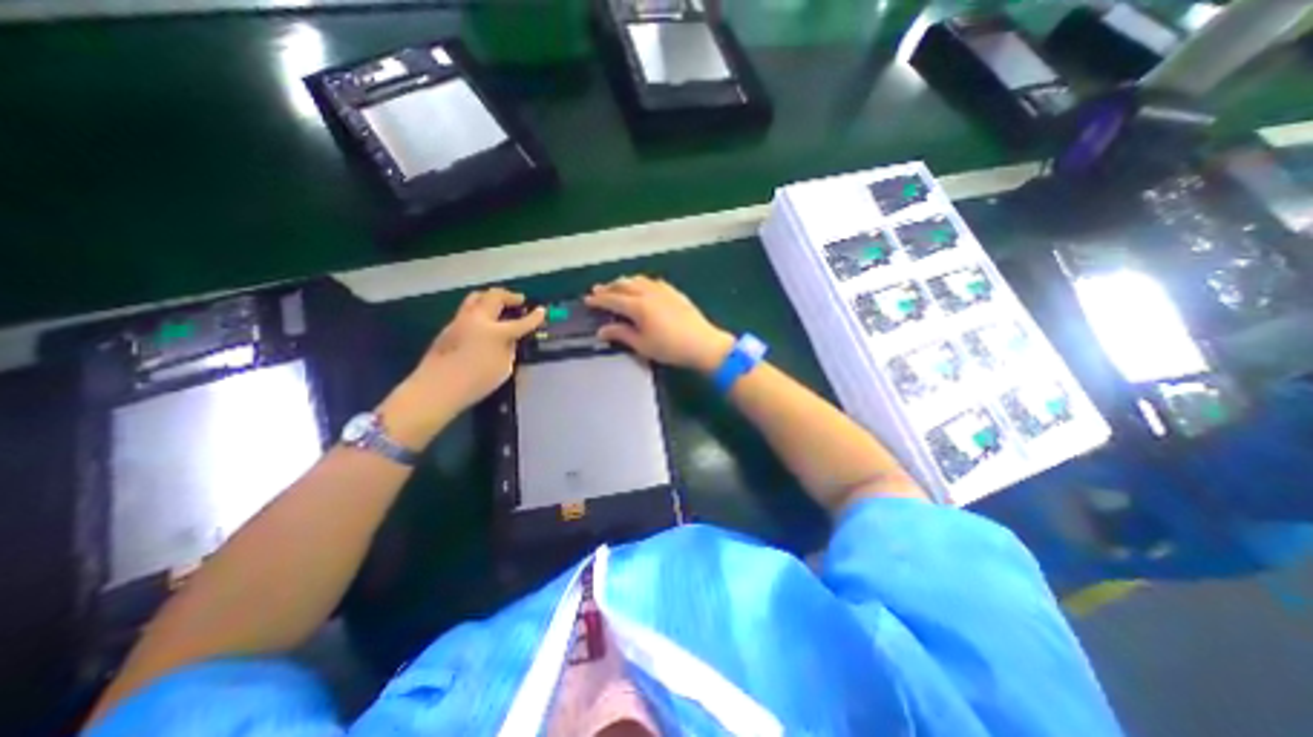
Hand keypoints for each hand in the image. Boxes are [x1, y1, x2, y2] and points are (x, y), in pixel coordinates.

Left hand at [381, 289, 542, 447]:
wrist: (436, 389)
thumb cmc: (476, 382)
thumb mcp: (504, 368)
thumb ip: (509, 349)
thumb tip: (510, 340)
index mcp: (495, 331)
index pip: (521, 321)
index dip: (534, 317)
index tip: (542, 311)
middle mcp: (477, 319)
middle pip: (494, 296)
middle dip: (509, 296)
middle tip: (519, 300)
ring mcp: (460, 321)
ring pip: (476, 298)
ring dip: (490, 298)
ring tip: (499, 305)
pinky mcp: (448, 328)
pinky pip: (466, 311)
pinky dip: (479, 310)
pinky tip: (482, 323)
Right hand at [588, 274, 733, 373]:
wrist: (703, 344)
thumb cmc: (670, 348)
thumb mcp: (642, 345)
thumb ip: (621, 334)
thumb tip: (602, 330)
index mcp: (638, 306)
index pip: (613, 299)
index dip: (599, 300)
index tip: (587, 300)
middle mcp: (648, 293)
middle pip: (624, 284)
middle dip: (609, 287)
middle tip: (598, 291)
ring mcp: (663, 290)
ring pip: (638, 279)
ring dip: (624, 282)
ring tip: (617, 286)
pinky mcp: (674, 292)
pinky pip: (652, 281)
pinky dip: (641, 282)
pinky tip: (642, 287)